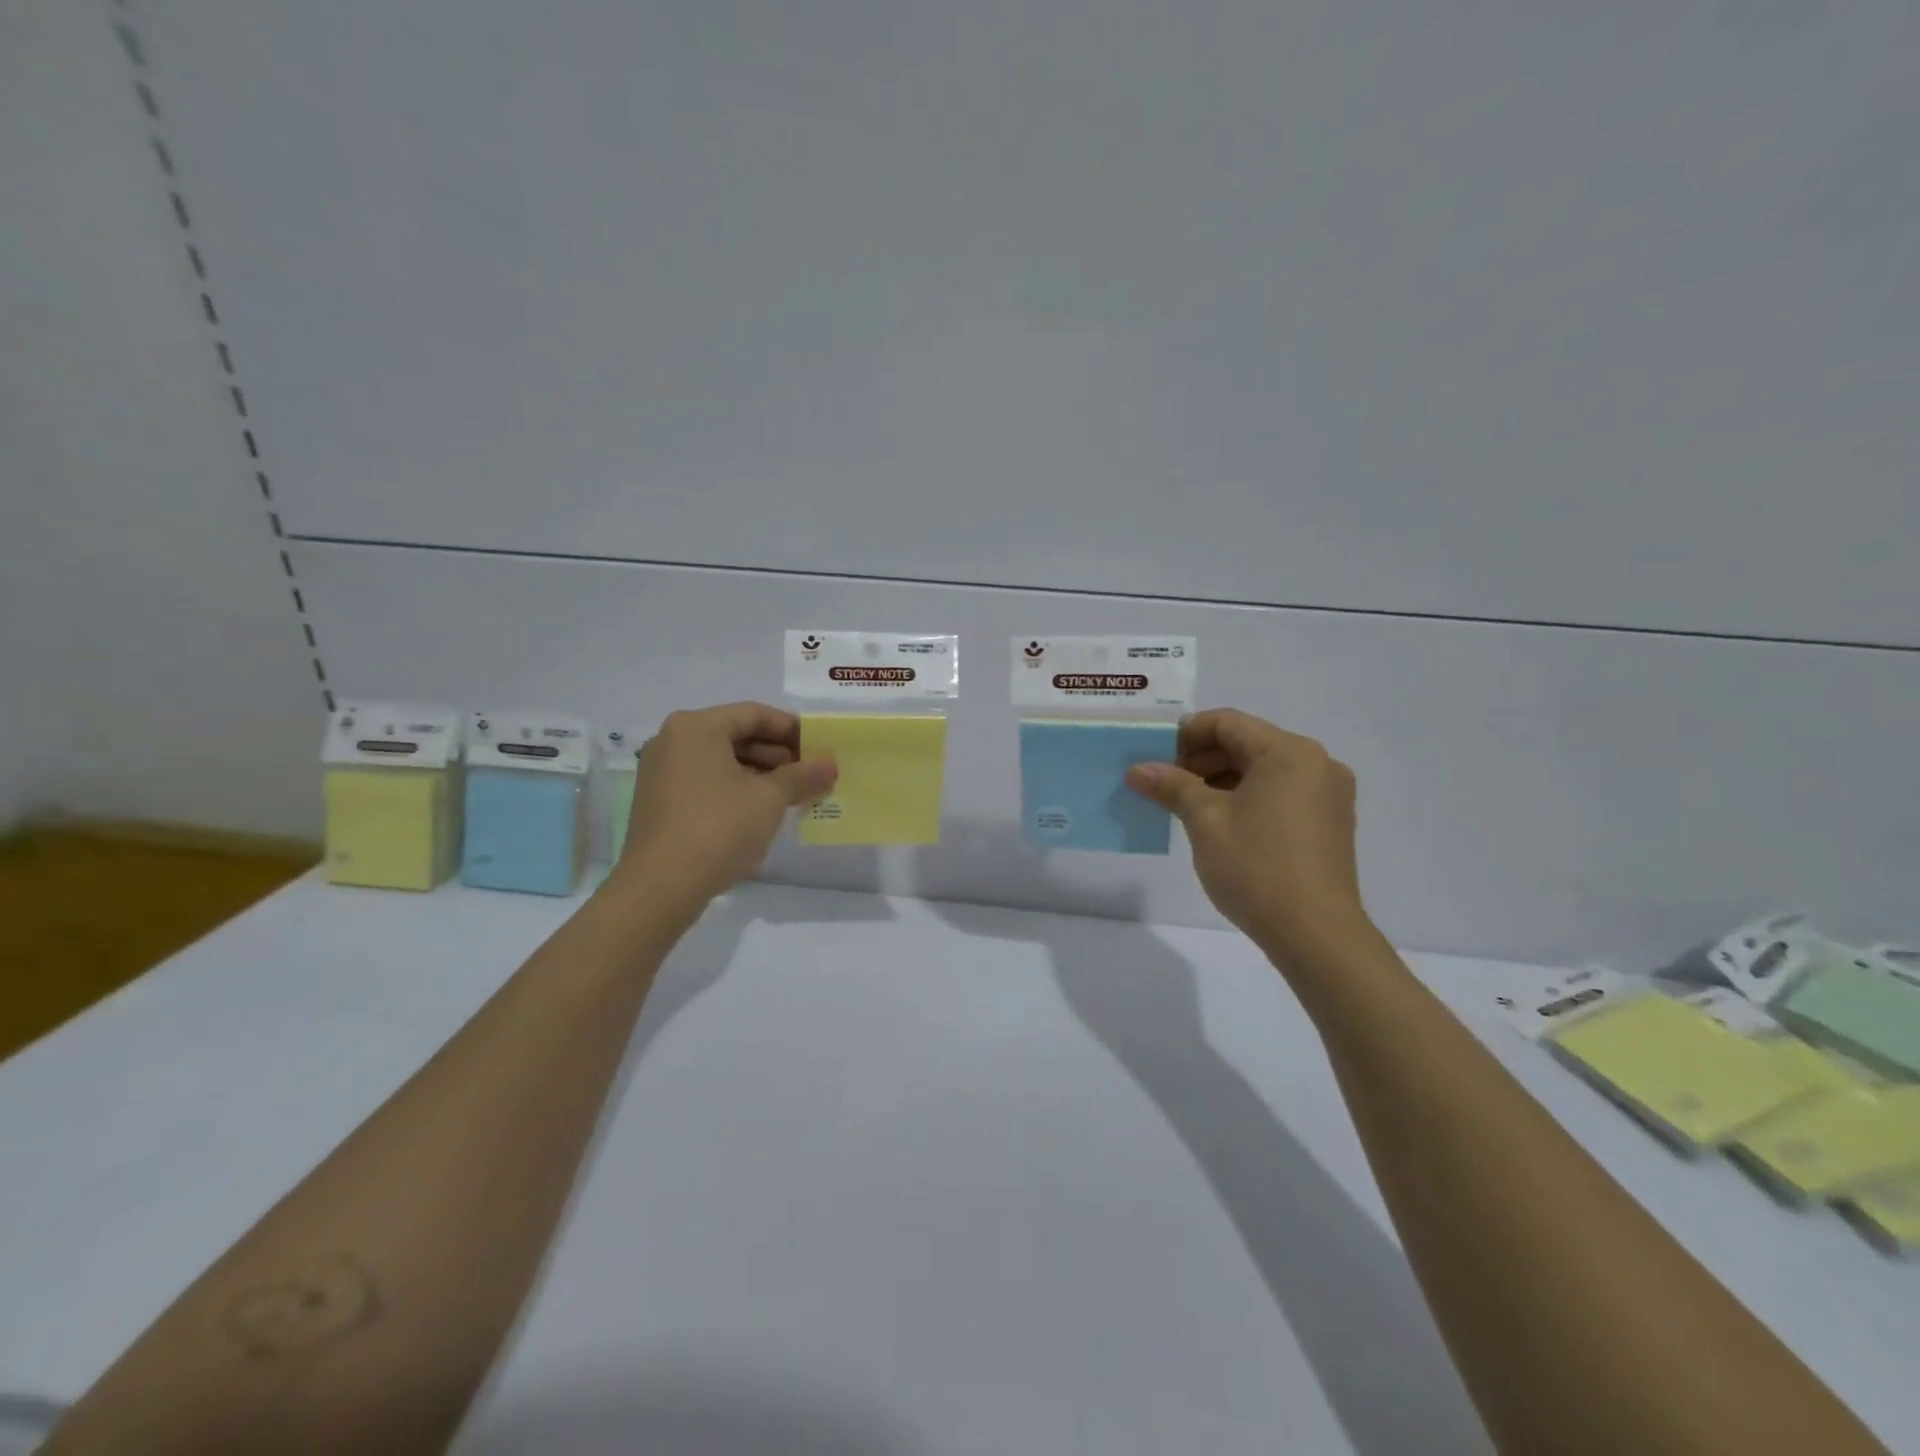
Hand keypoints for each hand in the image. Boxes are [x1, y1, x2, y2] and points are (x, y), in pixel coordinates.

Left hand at [611, 702, 836, 904]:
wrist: (661, 886)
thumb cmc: (719, 827)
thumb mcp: (769, 799)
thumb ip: (802, 776)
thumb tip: (830, 765)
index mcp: (697, 727)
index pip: (754, 714)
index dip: (792, 730)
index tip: (820, 748)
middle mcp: (674, 741)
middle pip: (737, 735)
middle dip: (778, 754)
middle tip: (811, 773)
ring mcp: (662, 772)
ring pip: (722, 761)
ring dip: (761, 774)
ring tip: (794, 794)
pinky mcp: (660, 802)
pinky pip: (707, 782)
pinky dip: (737, 789)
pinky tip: (764, 811)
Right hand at [1126, 709, 1374, 957]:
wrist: (1316, 934)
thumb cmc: (1256, 868)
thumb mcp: (1205, 821)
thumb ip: (1172, 786)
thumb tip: (1138, 769)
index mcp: (1289, 752)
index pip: (1227, 723)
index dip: (1185, 734)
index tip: (1153, 756)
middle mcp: (1316, 763)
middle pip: (1247, 743)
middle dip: (1201, 758)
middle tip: (1163, 782)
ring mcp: (1328, 794)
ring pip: (1264, 770)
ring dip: (1222, 778)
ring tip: (1185, 804)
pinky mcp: (1330, 822)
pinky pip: (1281, 792)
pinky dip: (1247, 797)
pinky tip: (1220, 822)